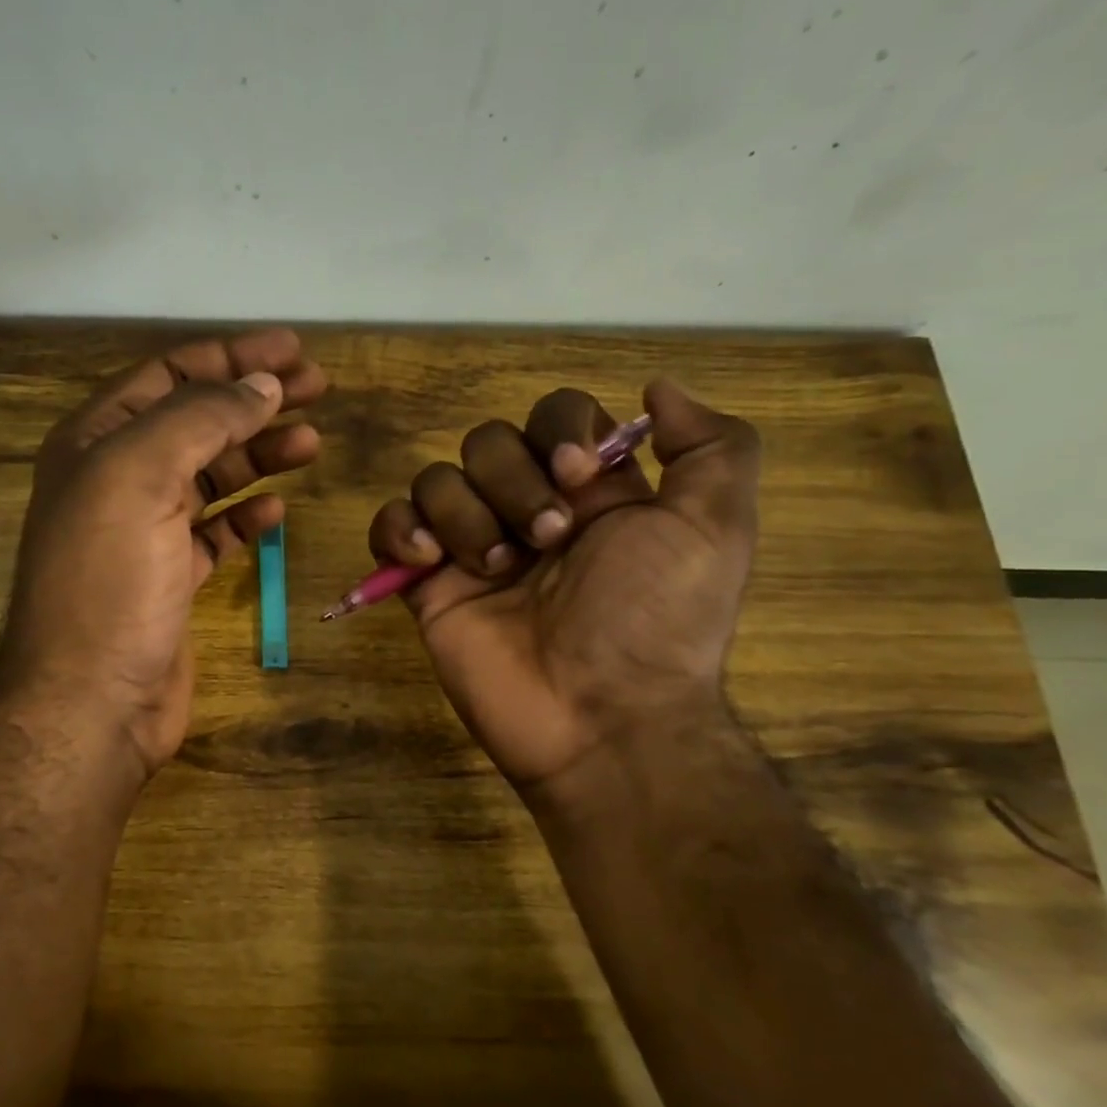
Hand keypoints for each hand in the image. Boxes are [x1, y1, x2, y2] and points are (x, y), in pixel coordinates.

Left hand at [0, 330, 326, 781]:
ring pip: (211, 475)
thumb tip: (262, 383)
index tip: (294, 350)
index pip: (170, 376)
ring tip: (312, 443)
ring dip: (260, 455)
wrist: (91, 701)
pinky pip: (215, 531)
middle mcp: (116, 478)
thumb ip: (201, 419)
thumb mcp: (142, 476)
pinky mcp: (170, 577)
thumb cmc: (109, 581)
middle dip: (255, 400)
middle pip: (197, 421)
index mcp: (97, 441)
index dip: (232, 356)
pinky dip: (246, 515)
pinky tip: (276, 510)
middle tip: (319, 389)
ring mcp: (144, 530)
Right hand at [367, 380, 758, 798]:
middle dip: (513, 483)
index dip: (558, 431)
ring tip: (496, 569)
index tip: (577, 478)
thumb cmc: (656, 621)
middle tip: (546, 542)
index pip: (555, 415)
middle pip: (487, 442)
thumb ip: (712, 447)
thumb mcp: (715, 530)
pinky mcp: (427, 585)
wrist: (600, 719)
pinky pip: (391, 525)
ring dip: (465, 514)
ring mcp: (472, 547)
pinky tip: (430, 562)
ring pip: (437, 479)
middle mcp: (527, 509)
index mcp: (590, 492)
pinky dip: (400, 530)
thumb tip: (656, 387)